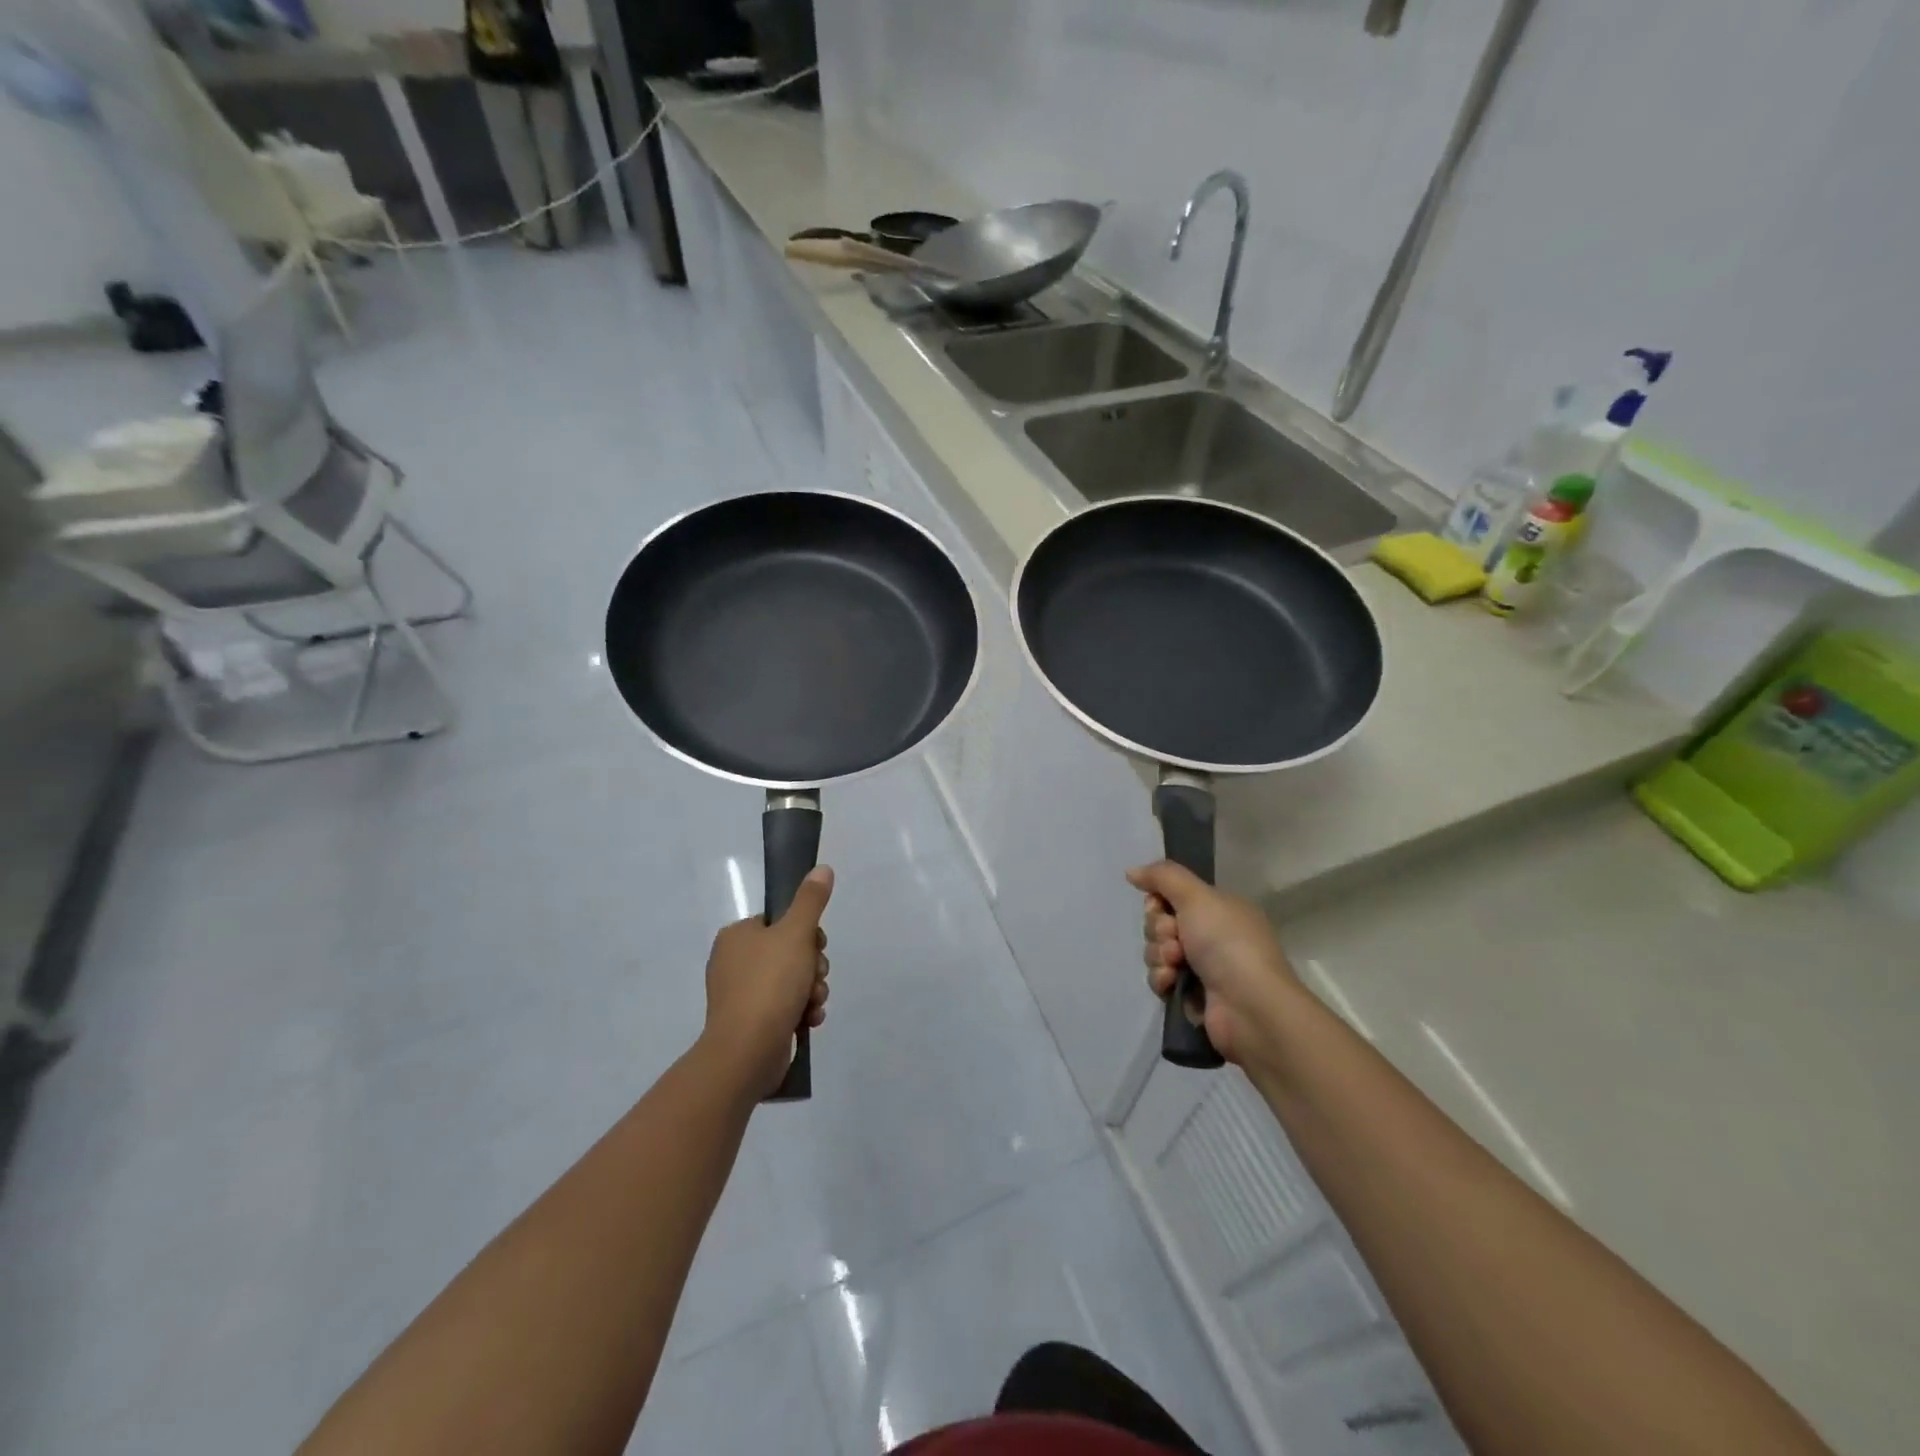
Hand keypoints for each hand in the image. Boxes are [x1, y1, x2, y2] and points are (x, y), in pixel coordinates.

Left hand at [700, 866, 832, 1099]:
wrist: (746, 1052)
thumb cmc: (769, 985)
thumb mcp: (796, 934)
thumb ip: (811, 901)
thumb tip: (822, 868)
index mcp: (737, 936)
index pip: (781, 922)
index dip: (807, 933)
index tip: (816, 946)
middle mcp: (734, 962)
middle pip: (790, 951)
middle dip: (812, 967)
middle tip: (815, 978)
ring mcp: (740, 995)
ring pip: (792, 980)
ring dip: (811, 990)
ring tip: (813, 1004)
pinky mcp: (750, 1023)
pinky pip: (784, 1007)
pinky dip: (801, 1011)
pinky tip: (809, 1020)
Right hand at [1128, 861, 1301, 1070]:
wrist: (1250, 1007)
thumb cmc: (1227, 943)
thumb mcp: (1197, 897)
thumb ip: (1162, 876)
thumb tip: (1131, 871)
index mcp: (1219, 909)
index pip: (1172, 896)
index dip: (1158, 902)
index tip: (1160, 907)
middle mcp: (1212, 935)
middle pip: (1160, 924)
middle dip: (1159, 931)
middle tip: (1176, 940)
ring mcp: (1203, 967)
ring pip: (1157, 952)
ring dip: (1159, 956)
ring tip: (1176, 965)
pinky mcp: (1192, 996)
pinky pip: (1161, 979)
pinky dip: (1162, 979)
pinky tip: (1172, 983)